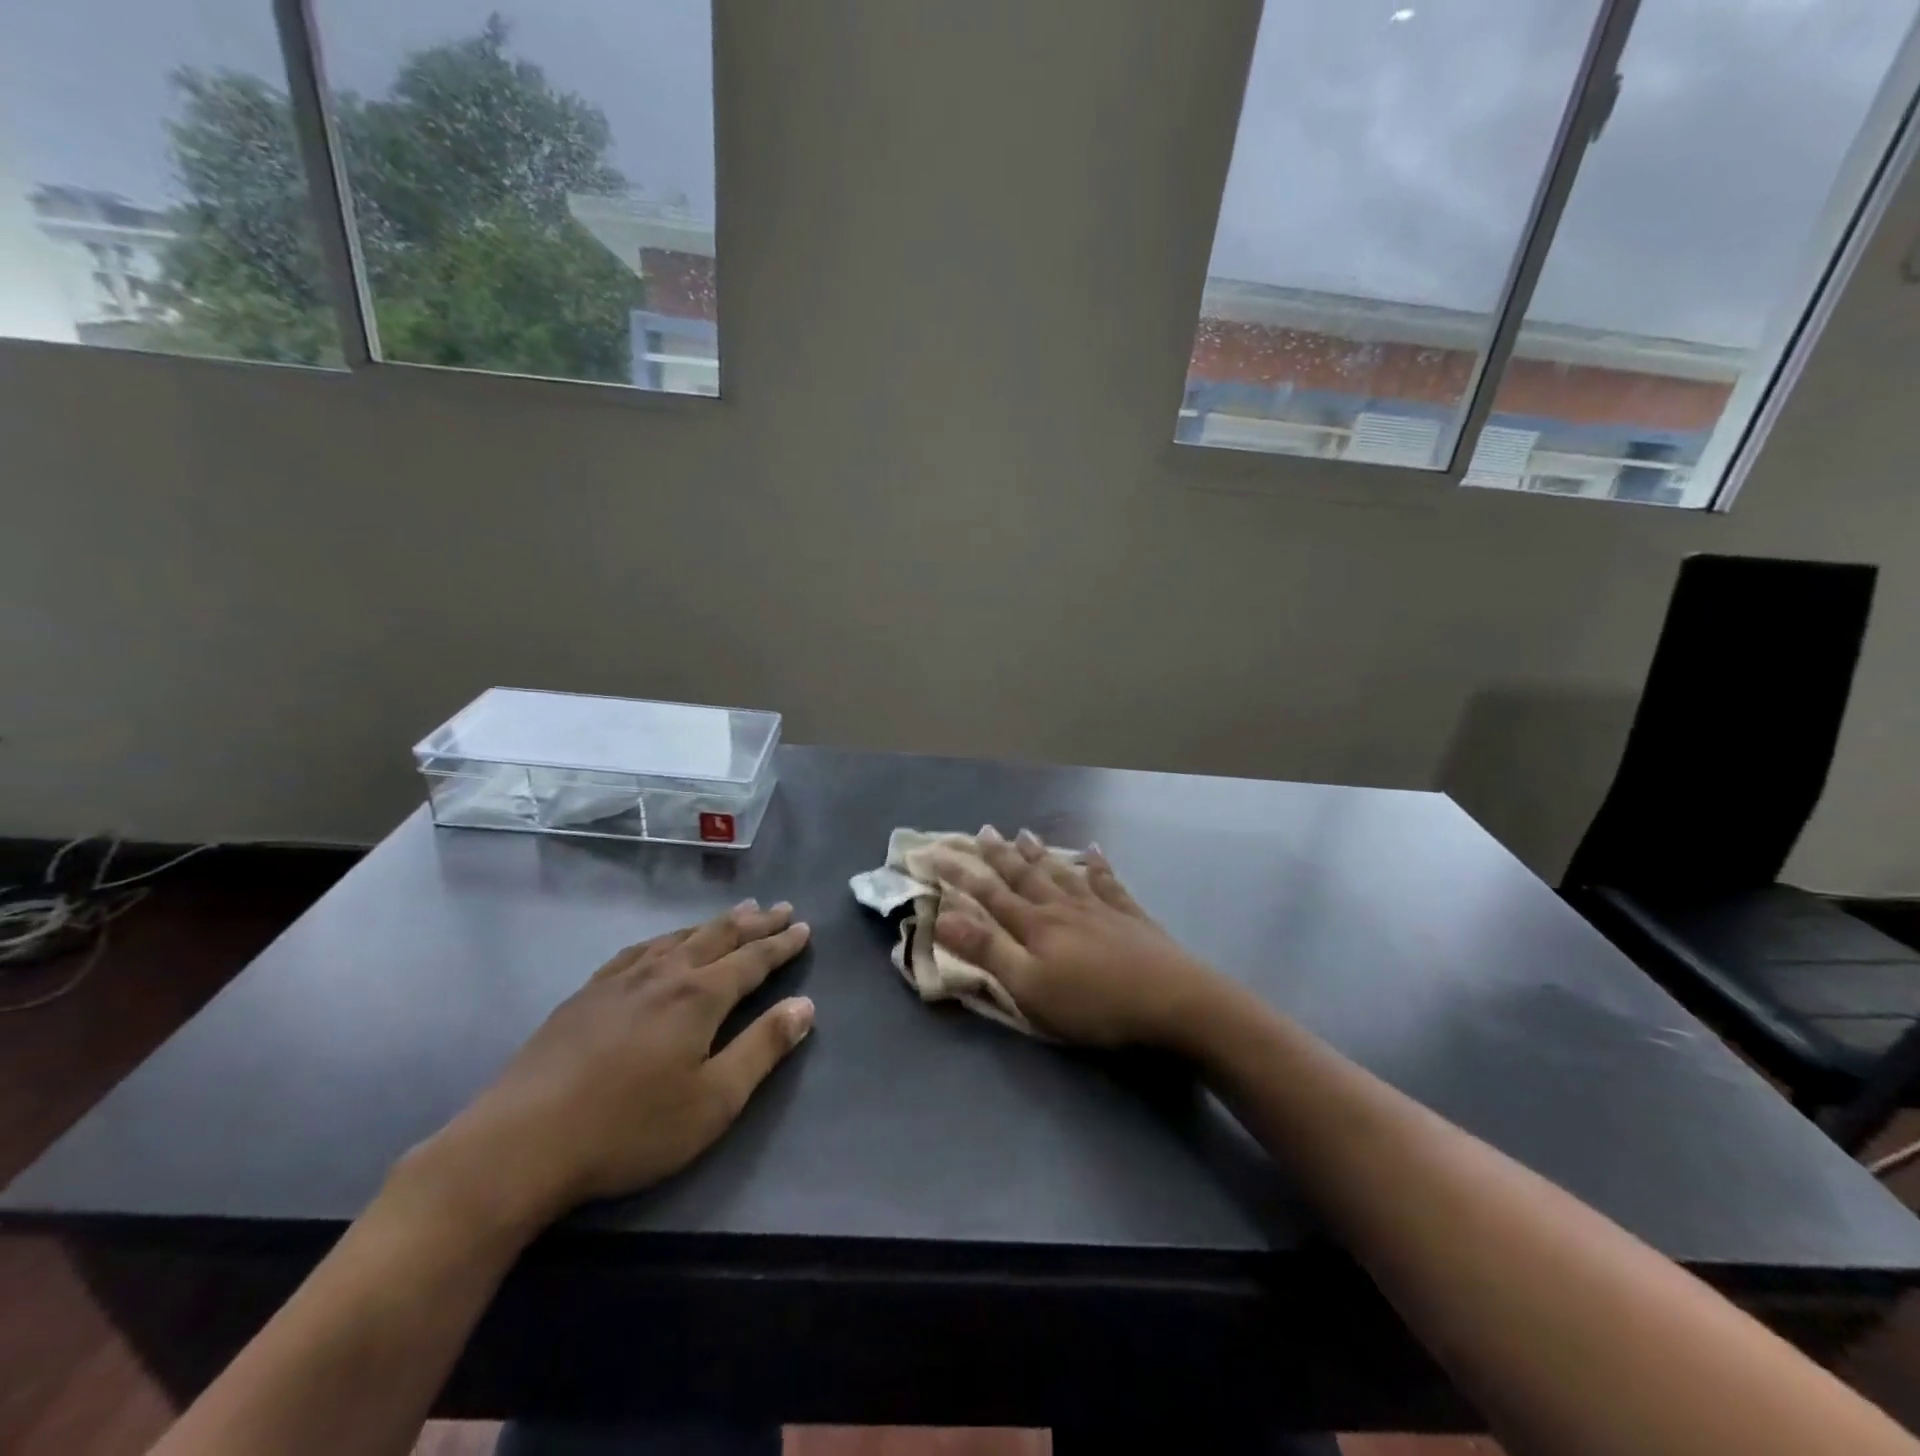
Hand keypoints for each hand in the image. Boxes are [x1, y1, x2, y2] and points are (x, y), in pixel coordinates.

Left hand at [412, 900, 813, 1232]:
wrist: (520, 1144)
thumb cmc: (629, 1128)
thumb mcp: (713, 1101)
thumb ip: (763, 1048)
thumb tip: (805, 1006)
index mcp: (699, 996)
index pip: (752, 960)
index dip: (781, 944)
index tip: (803, 927)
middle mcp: (664, 974)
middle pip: (718, 937)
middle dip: (753, 922)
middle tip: (779, 907)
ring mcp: (620, 980)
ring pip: (678, 937)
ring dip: (713, 924)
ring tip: (735, 912)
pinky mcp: (585, 994)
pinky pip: (638, 950)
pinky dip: (665, 938)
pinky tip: (662, 943)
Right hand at [924, 828, 1236, 1048]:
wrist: (1173, 1000)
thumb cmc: (1094, 1003)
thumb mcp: (1030, 987)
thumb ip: (987, 951)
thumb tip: (943, 915)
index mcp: (1036, 926)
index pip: (989, 894)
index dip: (961, 874)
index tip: (936, 852)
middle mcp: (1064, 907)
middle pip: (1025, 876)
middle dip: (1000, 855)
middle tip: (983, 830)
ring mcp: (1100, 908)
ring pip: (1062, 873)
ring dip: (1040, 854)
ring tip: (1024, 833)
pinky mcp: (1131, 916)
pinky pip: (1108, 882)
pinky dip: (1097, 865)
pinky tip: (1093, 851)